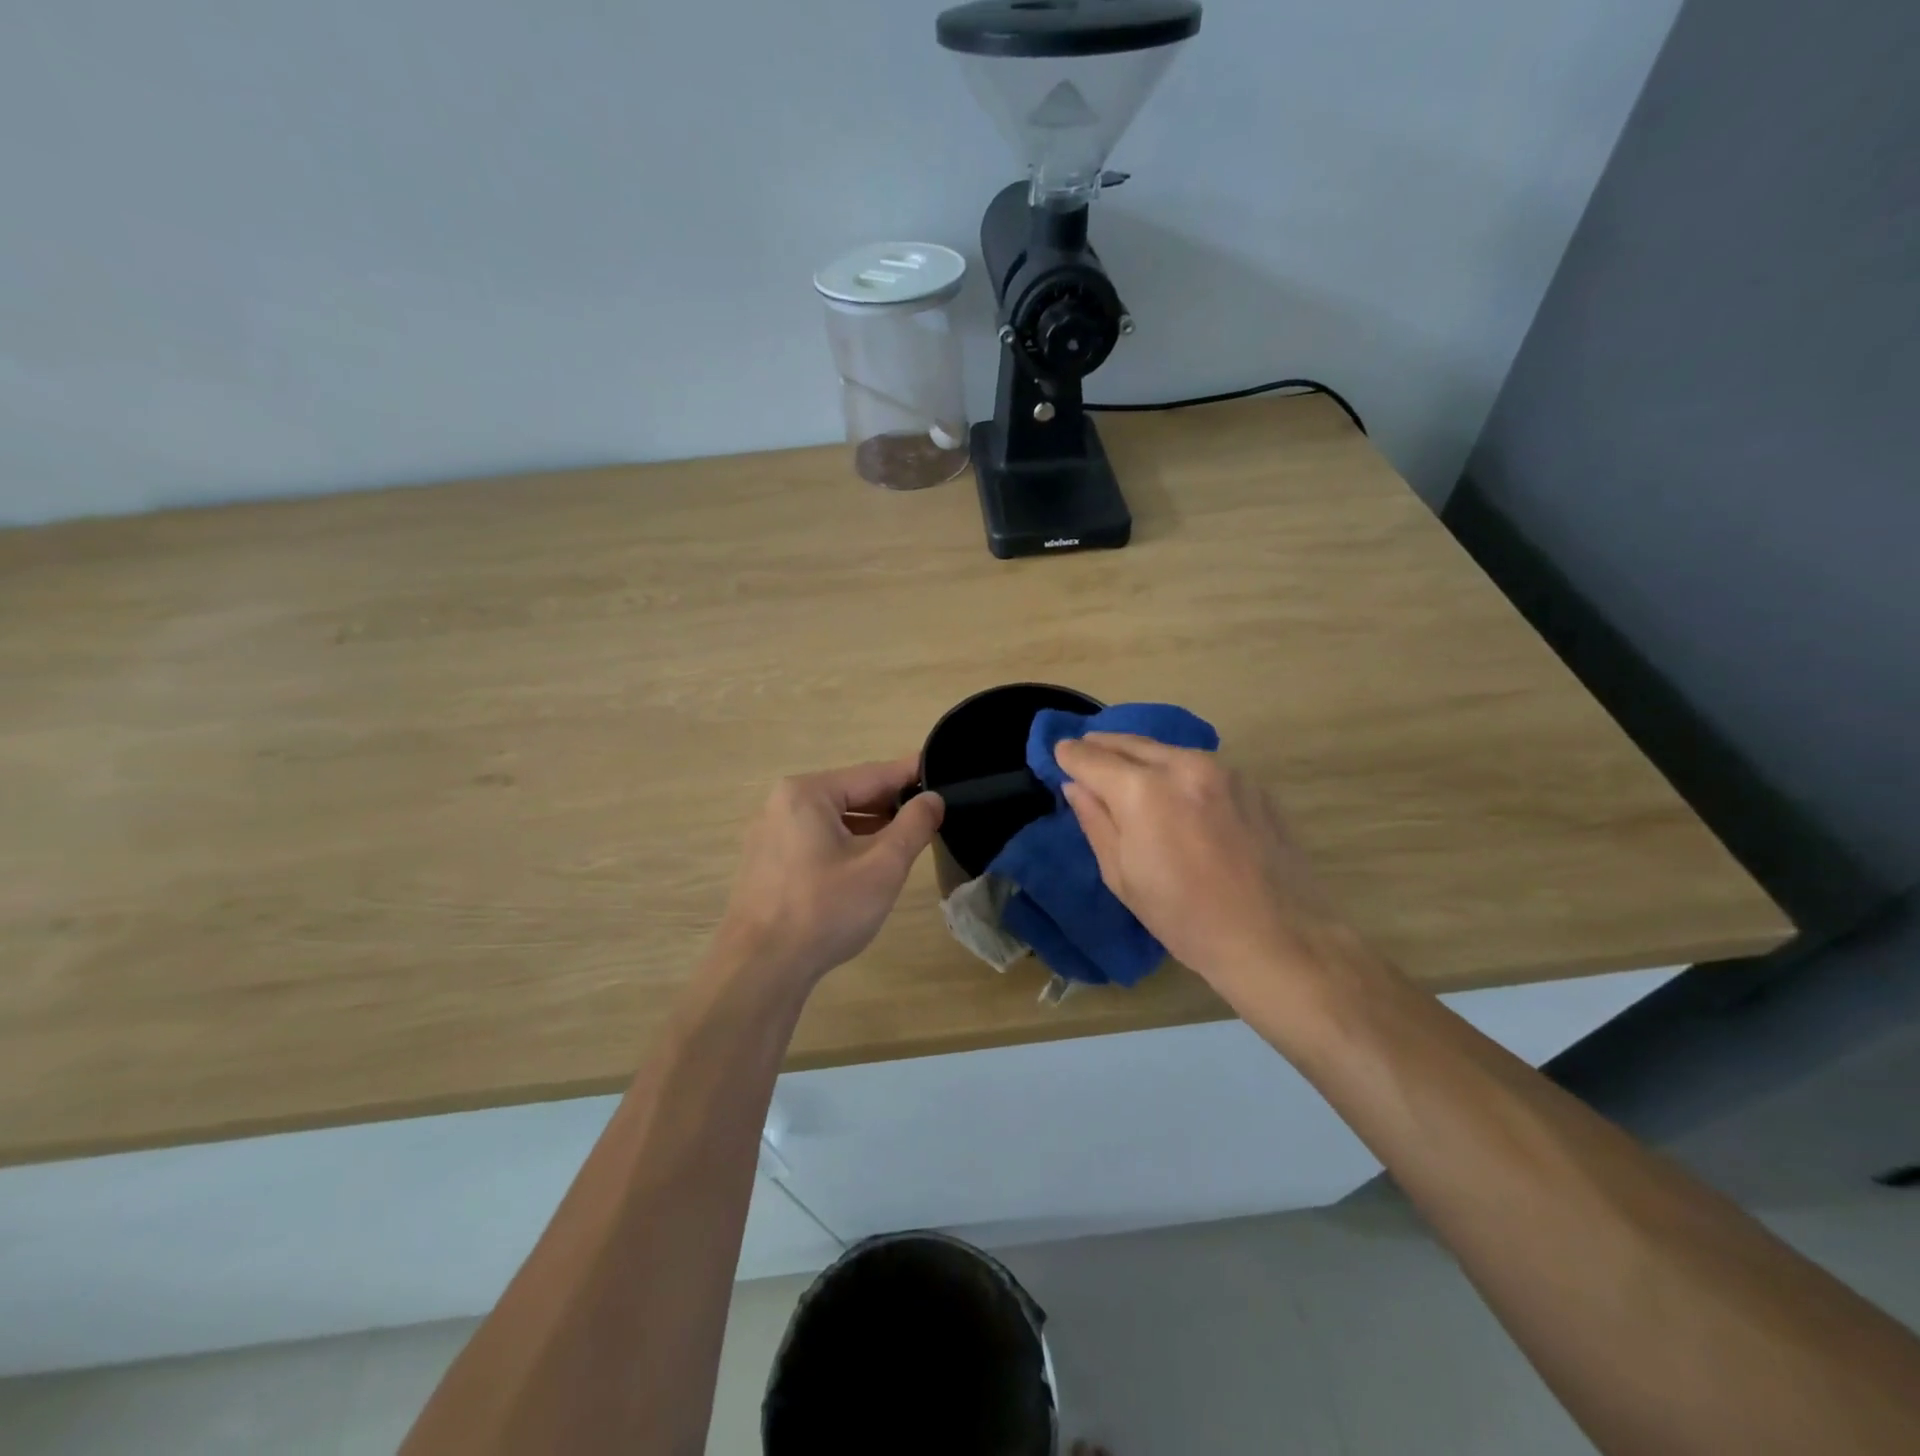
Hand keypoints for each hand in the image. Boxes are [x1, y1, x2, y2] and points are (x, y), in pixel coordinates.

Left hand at [710, 757, 943, 989]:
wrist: (761, 968)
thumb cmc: (826, 909)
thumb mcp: (883, 866)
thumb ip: (913, 826)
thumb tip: (933, 799)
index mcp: (808, 793)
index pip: (872, 774)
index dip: (911, 775)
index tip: (942, 771)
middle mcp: (782, 803)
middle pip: (850, 794)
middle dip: (890, 804)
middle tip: (931, 810)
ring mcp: (768, 833)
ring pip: (832, 819)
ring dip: (868, 826)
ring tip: (906, 837)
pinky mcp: (765, 862)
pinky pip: (814, 840)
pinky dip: (844, 843)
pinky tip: (866, 862)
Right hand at [1055, 733, 1342, 989]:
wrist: (1277, 938)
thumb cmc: (1185, 919)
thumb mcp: (1123, 877)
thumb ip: (1095, 822)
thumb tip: (1076, 786)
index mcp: (1142, 791)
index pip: (1091, 758)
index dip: (1070, 755)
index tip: (1059, 754)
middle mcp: (1182, 765)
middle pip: (1130, 742)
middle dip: (1102, 745)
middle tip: (1085, 750)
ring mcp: (1223, 770)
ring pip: (1167, 750)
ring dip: (1141, 755)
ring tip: (1127, 768)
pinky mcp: (1251, 783)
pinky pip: (1201, 766)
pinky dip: (1178, 770)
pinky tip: (1176, 792)